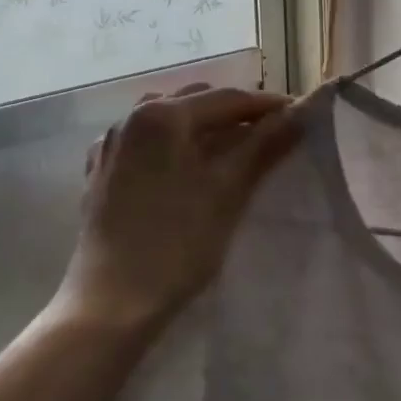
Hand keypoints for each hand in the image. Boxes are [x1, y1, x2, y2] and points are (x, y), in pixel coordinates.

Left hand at [58, 84, 300, 333]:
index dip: (266, 106)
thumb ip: (264, 145)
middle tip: (270, 133)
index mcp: (161, 115)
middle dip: (234, 113)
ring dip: (200, 126)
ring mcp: (111, 145)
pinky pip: (143, 144)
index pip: (226, 99)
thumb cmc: (176, 243)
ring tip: (229, 147)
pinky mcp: (100, 173)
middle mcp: (130, 118)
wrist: (111, 301)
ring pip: (166, 120)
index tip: (299, 114)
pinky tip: (180, 164)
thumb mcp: (228, 190)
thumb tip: (300, 112)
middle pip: (194, 103)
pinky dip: (170, 145)